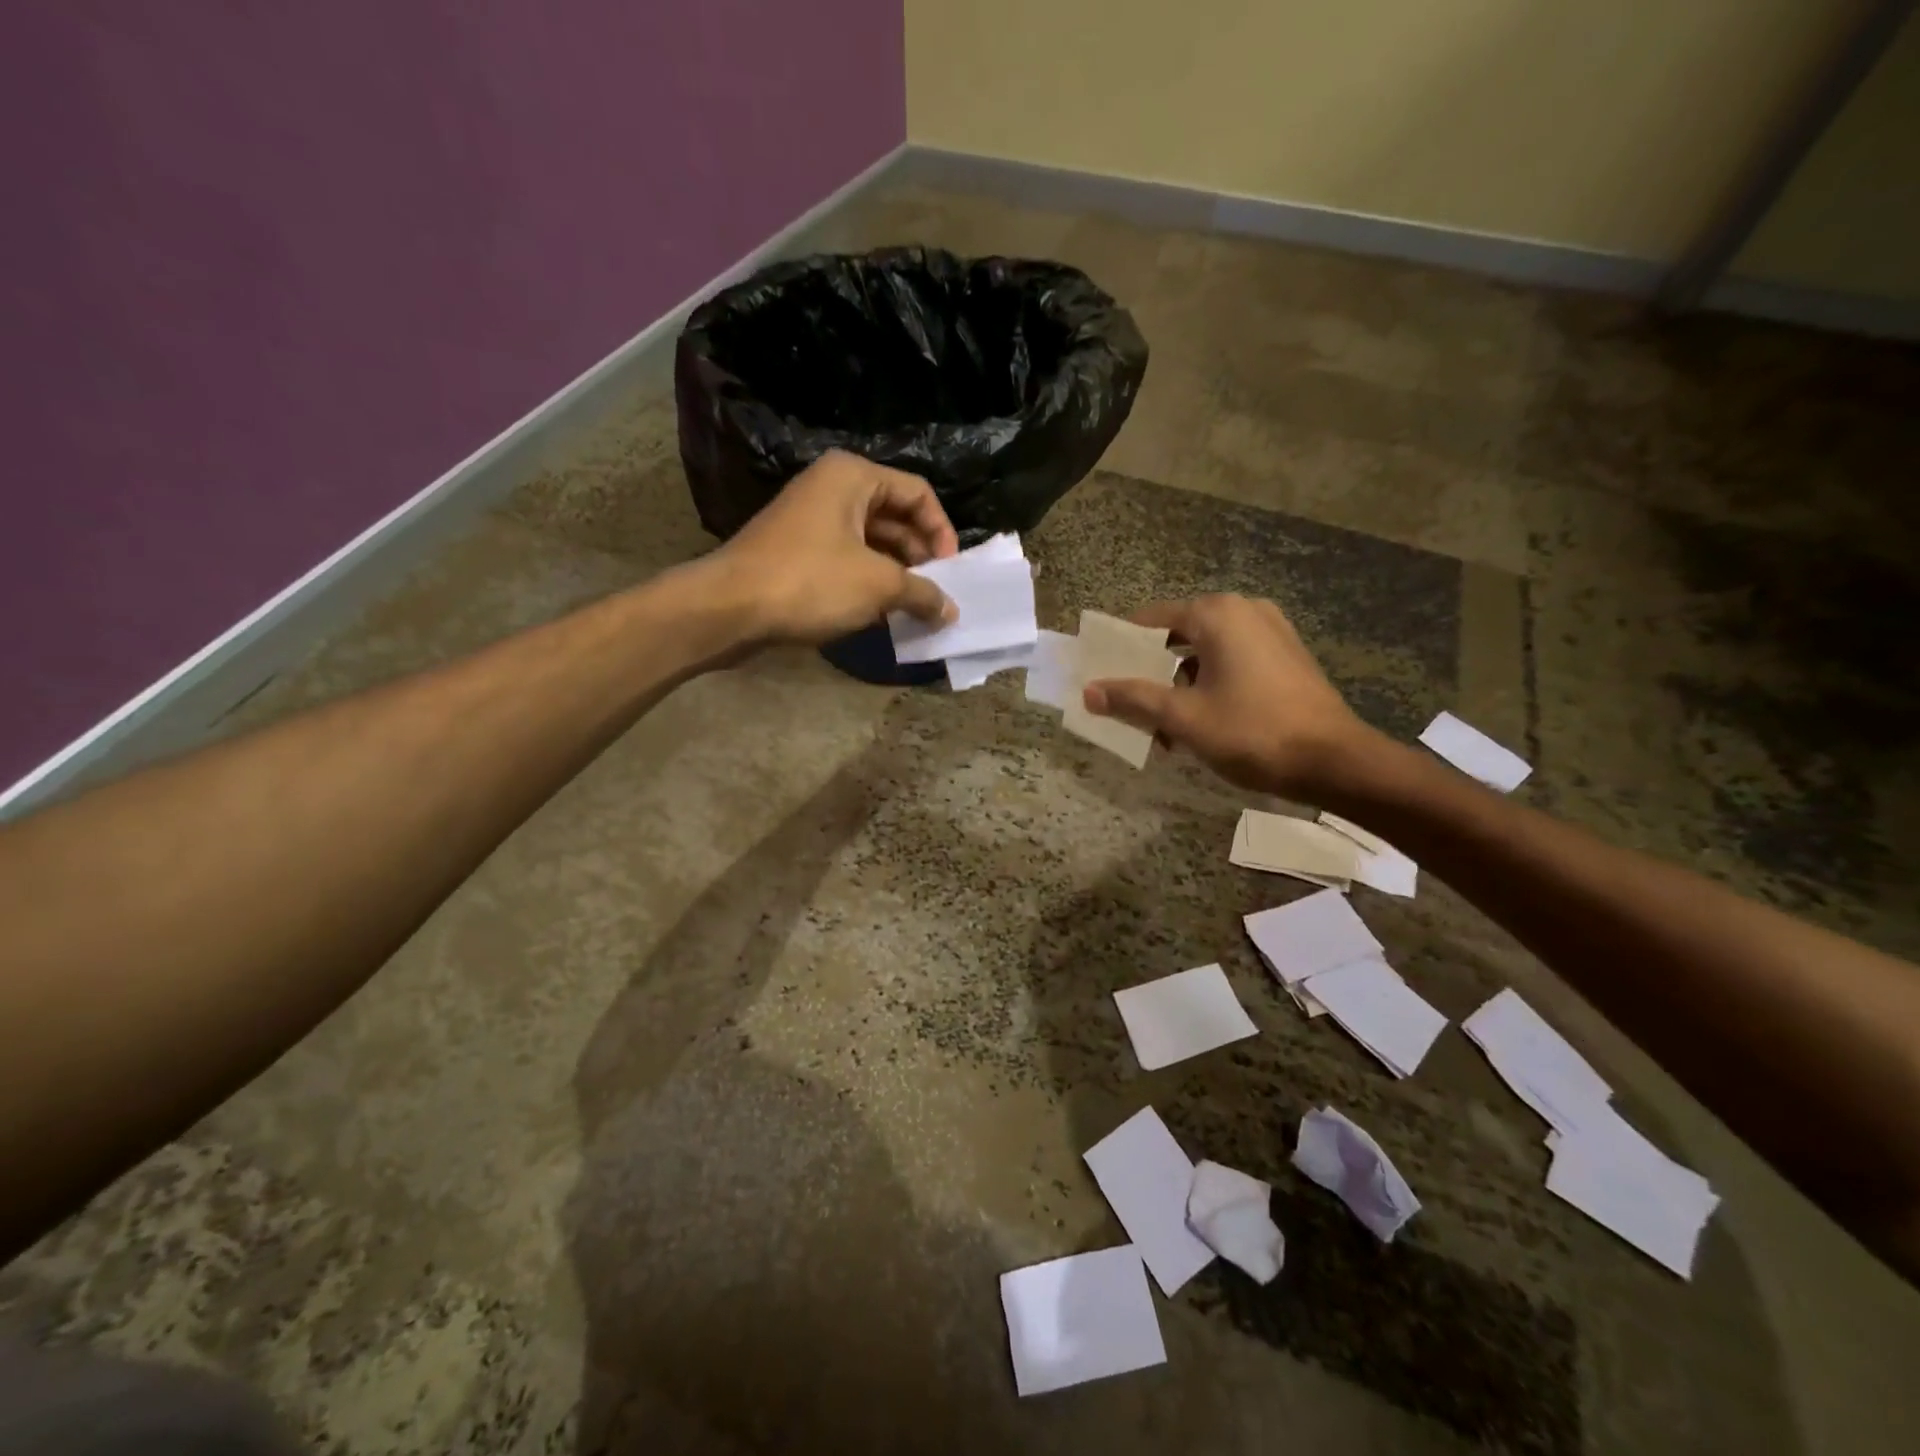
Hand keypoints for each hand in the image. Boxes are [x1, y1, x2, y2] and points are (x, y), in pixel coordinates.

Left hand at [713, 450, 959, 643]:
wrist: (729, 608)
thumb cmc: (810, 582)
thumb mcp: (878, 586)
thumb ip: (922, 593)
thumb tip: (951, 610)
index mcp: (853, 476)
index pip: (918, 493)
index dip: (942, 532)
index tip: (951, 572)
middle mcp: (832, 489)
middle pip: (895, 516)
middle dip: (920, 557)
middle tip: (936, 594)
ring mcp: (812, 520)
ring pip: (872, 542)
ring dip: (897, 574)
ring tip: (914, 609)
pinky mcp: (798, 551)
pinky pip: (848, 560)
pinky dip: (869, 583)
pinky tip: (882, 613)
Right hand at [1082, 595, 1373, 796]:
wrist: (1335, 761)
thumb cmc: (1252, 732)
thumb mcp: (1183, 717)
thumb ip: (1133, 699)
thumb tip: (1089, 691)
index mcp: (1217, 615)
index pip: (1151, 619)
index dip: (1121, 645)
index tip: (1099, 671)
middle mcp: (1244, 611)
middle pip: (1178, 635)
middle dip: (1149, 670)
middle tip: (1126, 702)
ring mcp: (1270, 631)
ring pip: (1205, 652)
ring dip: (1178, 684)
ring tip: (1161, 725)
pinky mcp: (1286, 655)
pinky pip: (1231, 661)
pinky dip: (1208, 683)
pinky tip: (1199, 722)